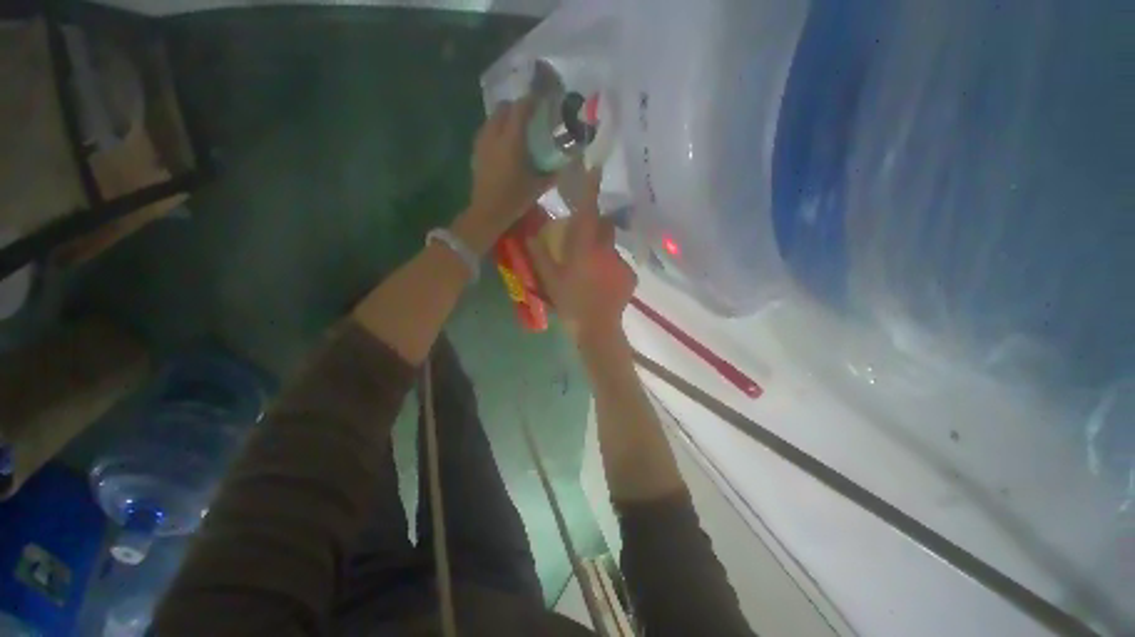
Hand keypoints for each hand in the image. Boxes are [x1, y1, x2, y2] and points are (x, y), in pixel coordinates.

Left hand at [457, 97, 553, 252]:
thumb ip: (552, 173)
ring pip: (493, 118)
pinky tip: (505, 145)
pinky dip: (497, 130)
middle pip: (504, 108)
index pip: (521, 108)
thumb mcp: (538, 187)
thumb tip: (564, 164)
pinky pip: (487, 131)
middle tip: (530, 115)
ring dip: (505, 118)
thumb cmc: (514, 199)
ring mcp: (482, 142)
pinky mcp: (476, 151)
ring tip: (517, 129)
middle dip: (517, 106)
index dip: (532, 100)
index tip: (542, 99)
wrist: (487, 212)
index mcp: (511, 141)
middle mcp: (494, 135)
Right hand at [528, 169, 636, 344]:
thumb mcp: (549, 279)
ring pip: (611, 247)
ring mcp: (621, 262)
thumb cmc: (570, 303)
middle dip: (595, 226)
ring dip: (602, 252)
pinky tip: (603, 284)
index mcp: (584, 248)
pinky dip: (611, 268)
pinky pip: (619, 264)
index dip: (592, 188)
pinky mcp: (631, 275)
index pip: (589, 211)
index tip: (595, 166)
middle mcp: (606, 250)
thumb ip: (539, 254)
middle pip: (604, 226)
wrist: (597, 329)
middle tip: (583, 241)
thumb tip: (530, 232)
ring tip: (592, 272)